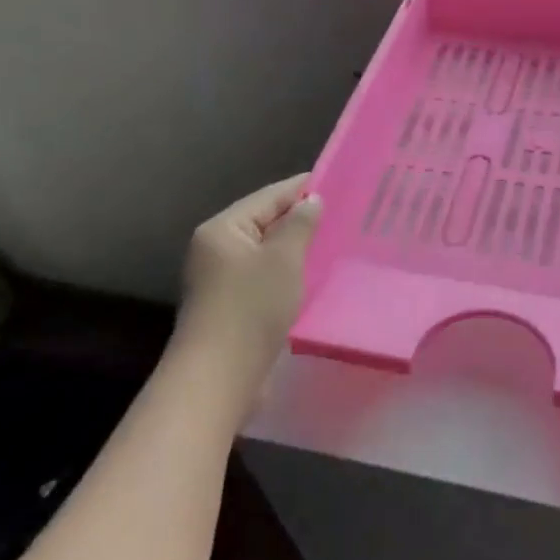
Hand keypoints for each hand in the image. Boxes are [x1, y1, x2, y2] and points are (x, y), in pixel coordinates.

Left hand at [175, 174, 322, 396]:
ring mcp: (221, 279)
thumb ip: (300, 224)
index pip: (269, 196)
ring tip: (333, 240)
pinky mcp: (230, 306)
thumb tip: (311, 200)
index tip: (338, 180)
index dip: (303, 188)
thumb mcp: (283, 259)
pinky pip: (264, 276)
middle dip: (301, 218)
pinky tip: (312, 275)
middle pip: (265, 222)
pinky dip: (287, 272)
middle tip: (342, 211)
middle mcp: (216, 248)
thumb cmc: (250, 308)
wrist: (217, 379)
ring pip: (266, 251)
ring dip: (295, 247)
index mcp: (223, 229)